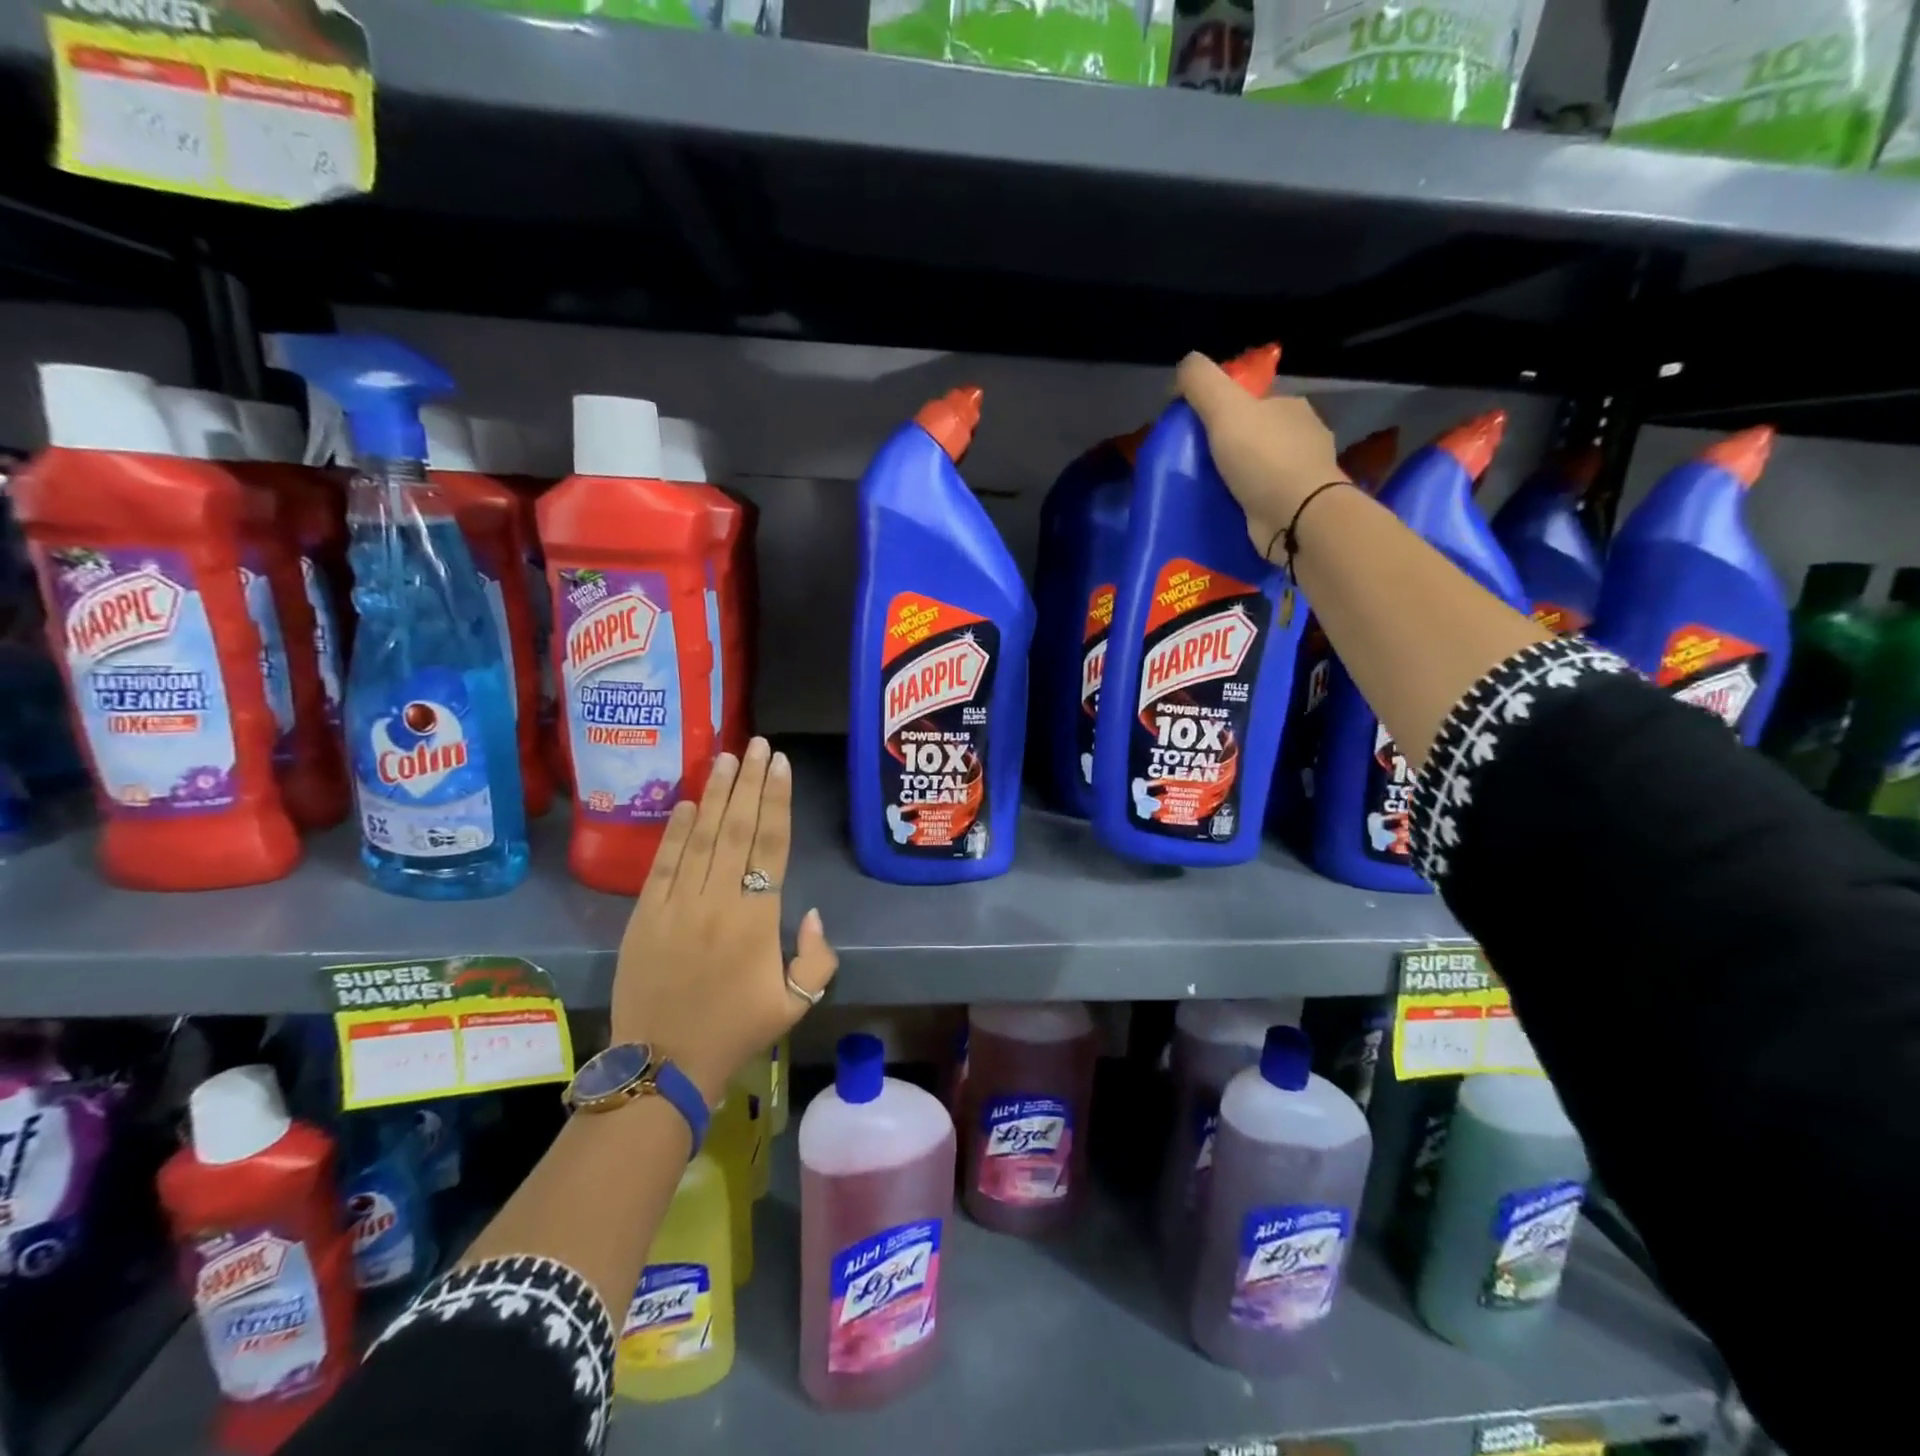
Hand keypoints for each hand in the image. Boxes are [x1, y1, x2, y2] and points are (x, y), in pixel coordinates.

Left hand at [610, 736, 837, 1105]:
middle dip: (750, 782)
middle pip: (738, 828)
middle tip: (757, 745)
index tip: (781, 764)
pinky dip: (676, 830)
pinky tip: (688, 802)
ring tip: (727, 757)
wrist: (662, 1065)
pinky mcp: (644, 915)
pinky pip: (664, 862)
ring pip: (702, 836)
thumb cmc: (735, 1031)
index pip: (771, 845)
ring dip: (716, 794)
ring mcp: (676, 905)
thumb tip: (810, 911)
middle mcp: (718, 900)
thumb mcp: (796, 1004)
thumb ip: (817, 957)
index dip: (777, 800)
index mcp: (757, 919)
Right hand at [1176, 352, 1349, 556]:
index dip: (1223, 409)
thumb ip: (1202, 382)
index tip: (1197, 428)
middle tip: (1197, 463)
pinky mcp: (1297, 506)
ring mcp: (1303, 473)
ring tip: (1209, 490)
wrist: (1298, 517)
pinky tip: (1230, 509)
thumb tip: (1185, 363)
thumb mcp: (1225, 408)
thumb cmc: (1263, 458)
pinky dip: (1248, 500)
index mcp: (1290, 406)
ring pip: (1262, 467)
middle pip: (1257, 433)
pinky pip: (1265, 497)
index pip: (1253, 399)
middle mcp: (1302, 435)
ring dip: (1239, 476)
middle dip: (1231, 444)